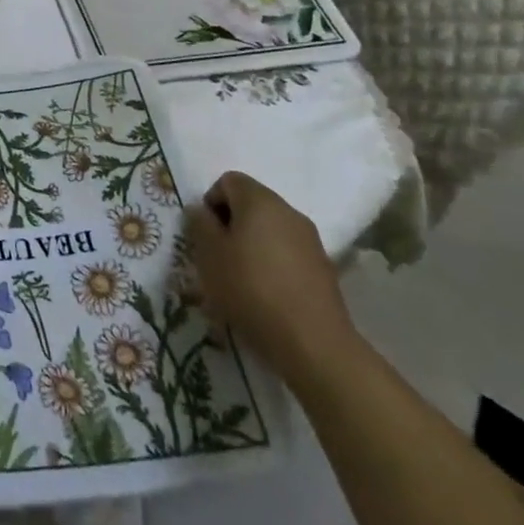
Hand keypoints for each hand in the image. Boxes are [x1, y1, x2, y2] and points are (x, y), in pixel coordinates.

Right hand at [185, 171, 357, 387]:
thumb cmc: (251, 289)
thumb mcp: (209, 254)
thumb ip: (199, 224)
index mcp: (260, 200)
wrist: (314, 344)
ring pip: (270, 230)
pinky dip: (272, 265)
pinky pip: (288, 254)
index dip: (211, 202)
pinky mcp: (324, 269)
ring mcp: (311, 241)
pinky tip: (266, 296)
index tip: (205, 235)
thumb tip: (201, 211)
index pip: (228, 181)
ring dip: (251, 246)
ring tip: (240, 280)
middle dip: (231, 225)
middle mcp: (289, 212)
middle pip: (251, 204)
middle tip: (218, 258)